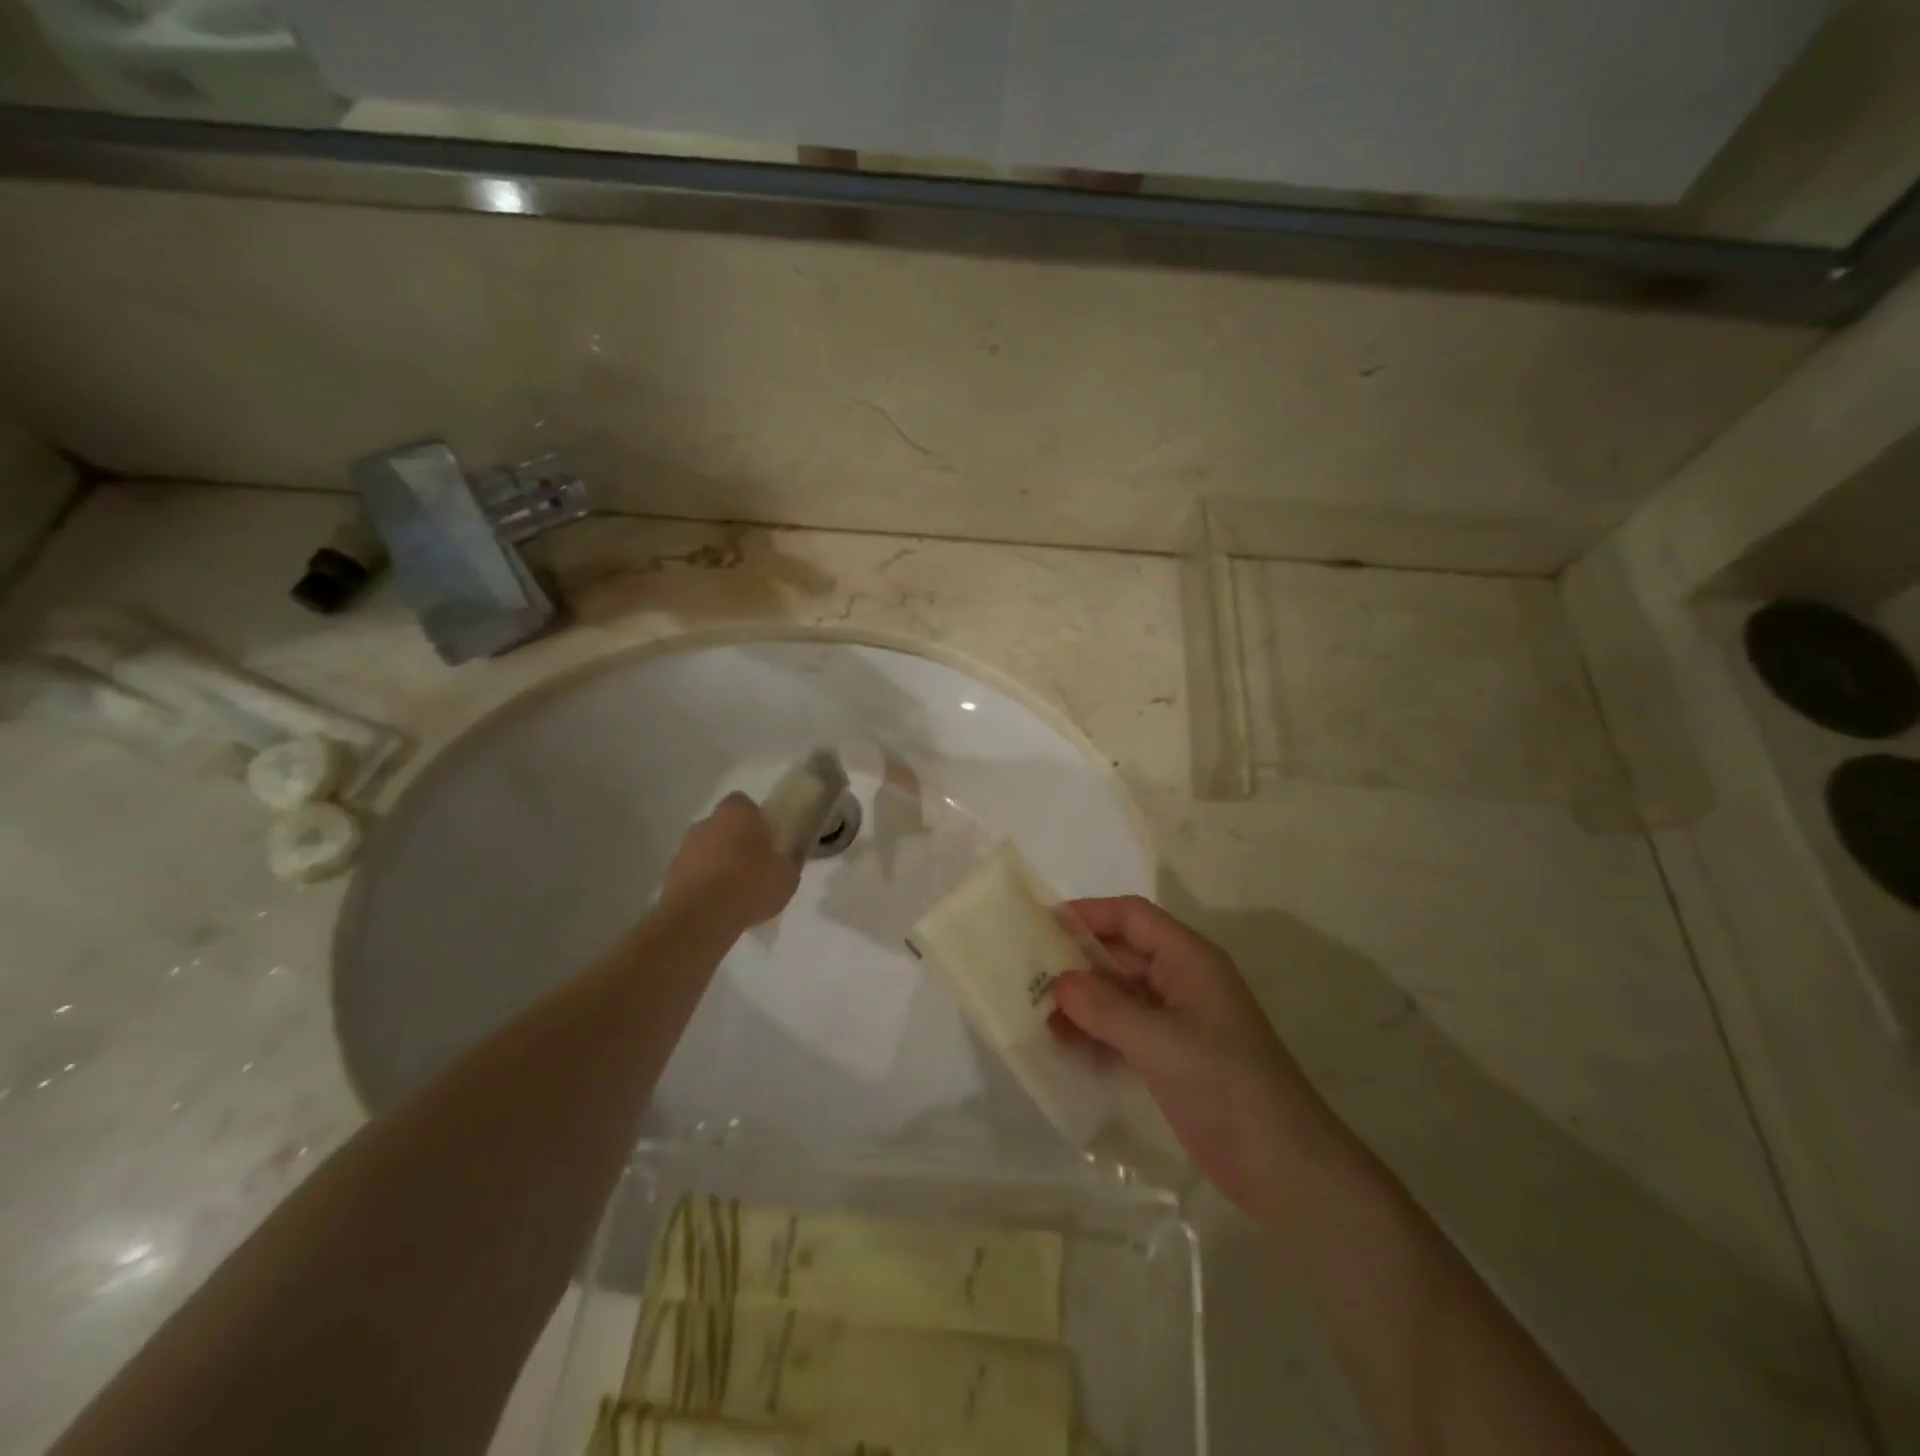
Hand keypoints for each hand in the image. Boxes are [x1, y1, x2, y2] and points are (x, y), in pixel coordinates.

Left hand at [663, 794, 801, 927]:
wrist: (701, 918)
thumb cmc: (750, 885)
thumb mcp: (788, 874)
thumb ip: (788, 859)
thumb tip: (787, 854)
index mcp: (737, 813)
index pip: (745, 804)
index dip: (756, 819)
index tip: (767, 839)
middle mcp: (707, 822)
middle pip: (724, 825)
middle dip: (736, 841)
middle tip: (754, 864)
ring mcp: (685, 848)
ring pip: (707, 849)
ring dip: (719, 863)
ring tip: (736, 890)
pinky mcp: (671, 874)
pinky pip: (695, 873)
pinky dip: (705, 883)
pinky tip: (719, 904)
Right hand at [1052, 896, 1335, 1219]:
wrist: (1282, 1166)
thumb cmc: (1225, 1085)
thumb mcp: (1161, 1041)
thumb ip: (1105, 1008)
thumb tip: (1058, 983)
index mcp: (1189, 960)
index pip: (1132, 917)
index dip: (1089, 913)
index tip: (1041, 924)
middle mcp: (1181, 981)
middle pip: (1121, 953)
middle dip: (1076, 960)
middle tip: (1026, 972)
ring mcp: (1176, 1021)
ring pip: (1119, 994)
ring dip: (1081, 1000)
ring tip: (1035, 1012)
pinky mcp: (1171, 1057)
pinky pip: (1123, 1030)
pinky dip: (1094, 1032)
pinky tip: (1062, 1045)